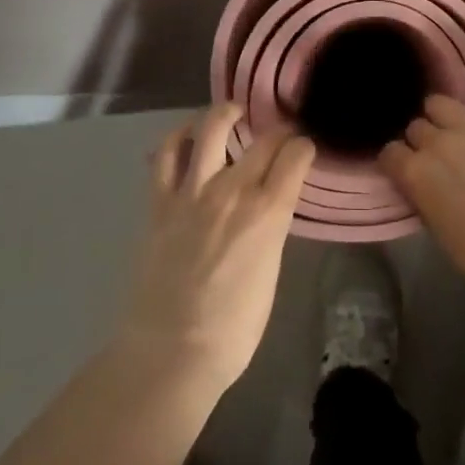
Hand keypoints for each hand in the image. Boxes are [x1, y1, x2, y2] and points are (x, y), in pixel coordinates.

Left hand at [117, 103, 316, 396]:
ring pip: (211, 128)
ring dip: (226, 114)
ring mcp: (193, 190)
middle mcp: (233, 189)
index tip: (304, 148)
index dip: (303, 146)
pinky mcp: (161, 200)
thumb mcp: (270, 273)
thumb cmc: (233, 329)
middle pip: (263, 140)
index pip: (295, 156)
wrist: (171, 351)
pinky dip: (178, 137)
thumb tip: (269, 211)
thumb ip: (271, 230)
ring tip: (232, 113)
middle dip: (277, 131)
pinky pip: (166, 153)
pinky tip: (187, 135)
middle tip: (279, 134)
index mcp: (268, 211)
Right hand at [380, 18, 464, 306]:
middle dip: (423, 141)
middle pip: (417, 127)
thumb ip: (426, 196)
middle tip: (441, 163)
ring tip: (455, 132)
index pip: (391, 153)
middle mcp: (438, 142)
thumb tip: (422, 182)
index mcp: (416, 174)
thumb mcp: (442, 233)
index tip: (407, 173)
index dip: (399, 163)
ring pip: (442, 104)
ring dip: (443, 117)